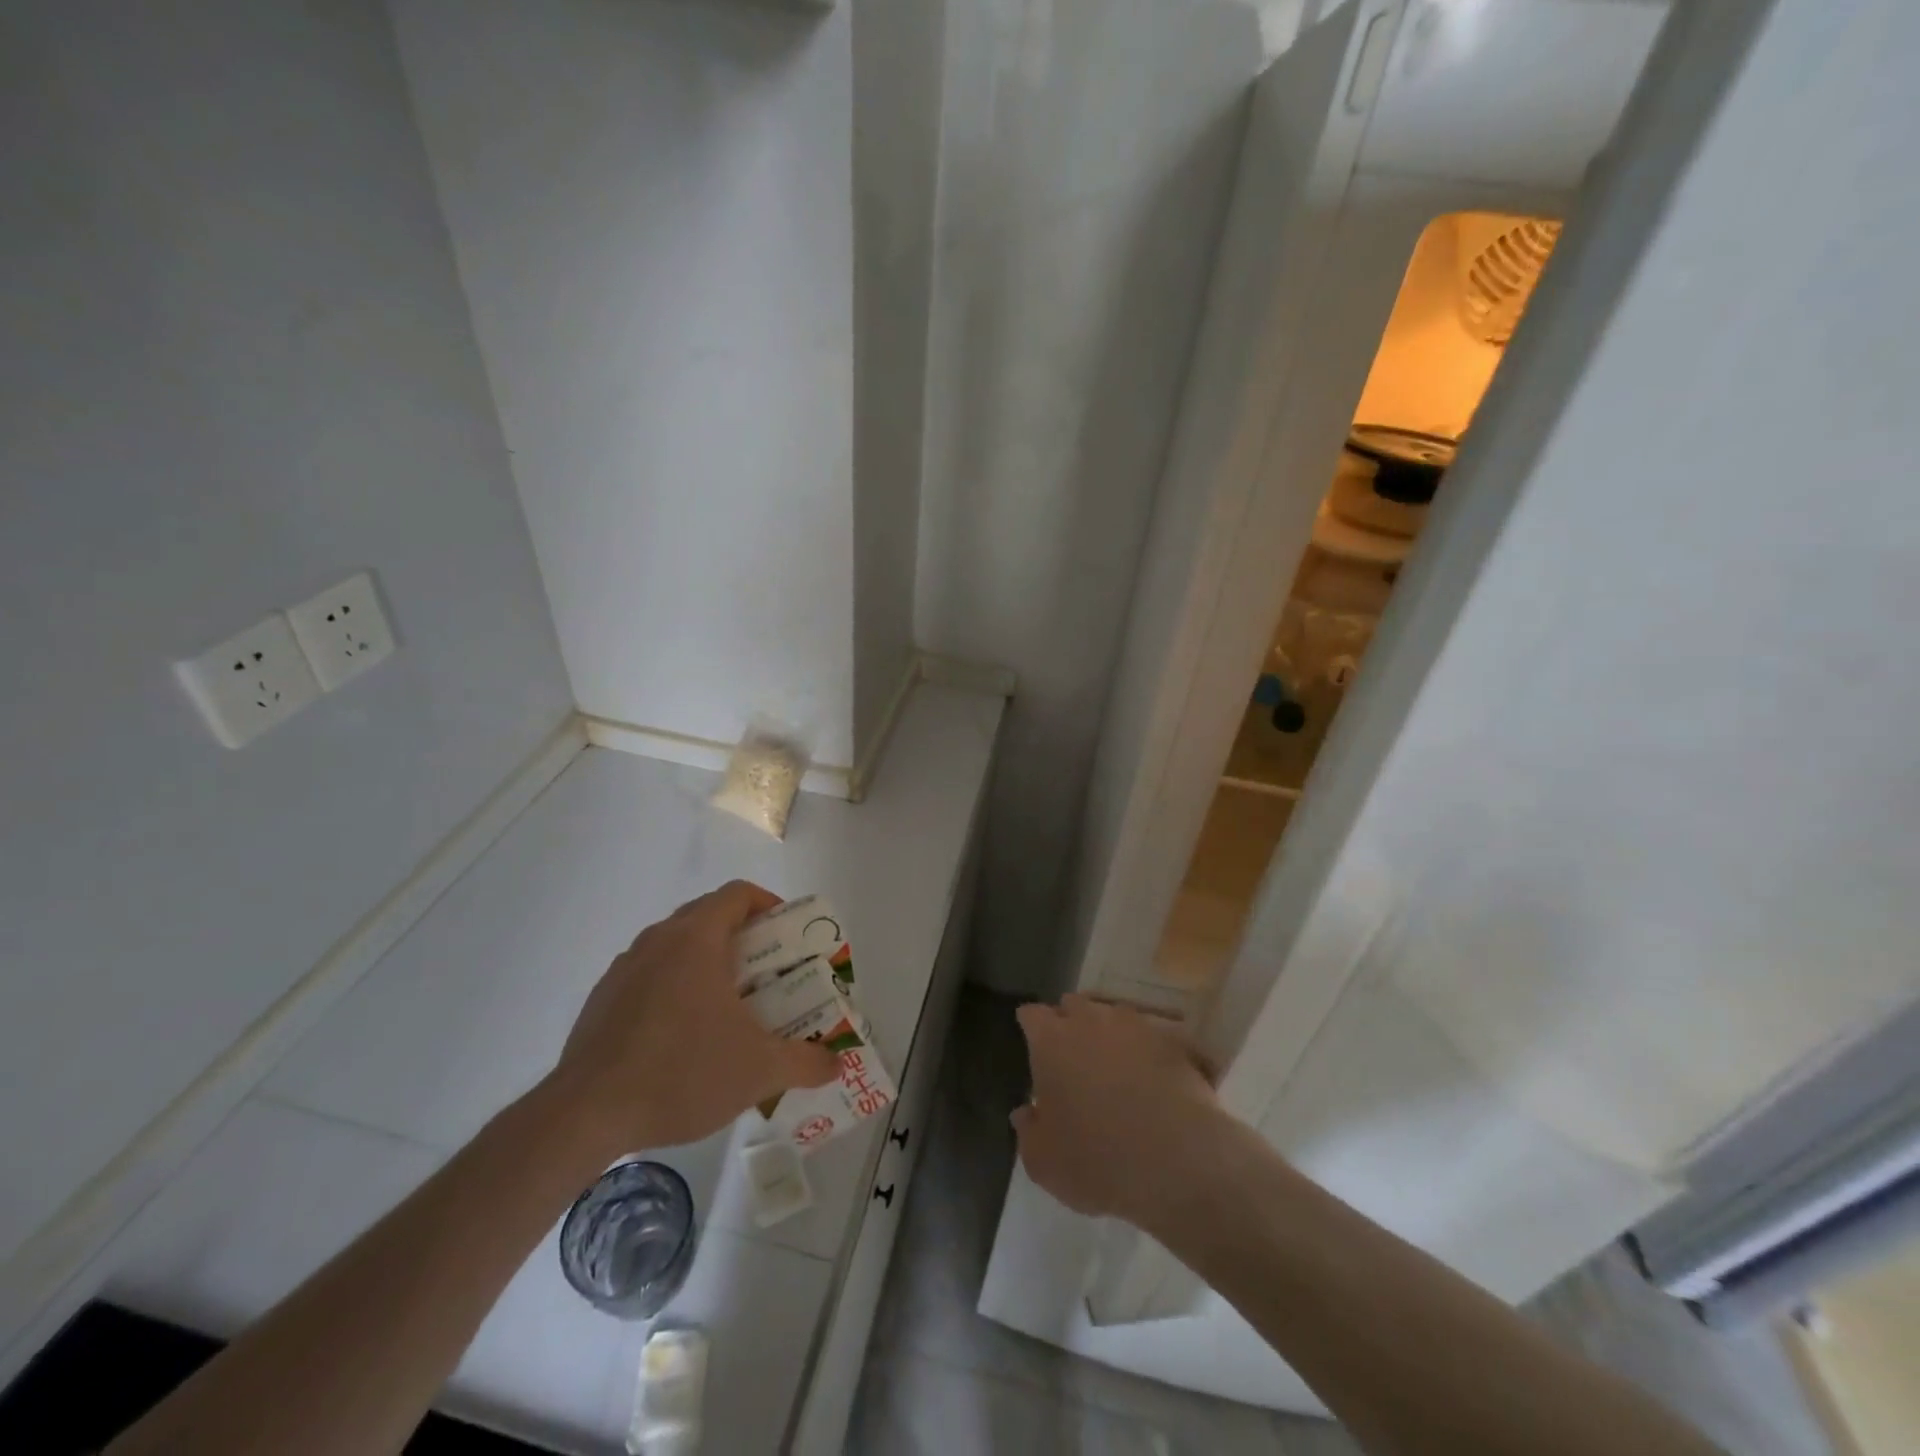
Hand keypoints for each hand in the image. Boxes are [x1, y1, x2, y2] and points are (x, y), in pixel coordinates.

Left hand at [548, 880, 838, 1153]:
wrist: (585, 1114)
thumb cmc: (681, 1072)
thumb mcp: (758, 1071)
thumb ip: (806, 1062)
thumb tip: (838, 1063)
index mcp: (696, 939)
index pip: (738, 894)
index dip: (769, 904)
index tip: (788, 934)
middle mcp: (658, 940)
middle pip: (708, 915)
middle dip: (743, 935)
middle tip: (767, 971)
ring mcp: (625, 967)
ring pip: (676, 944)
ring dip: (706, 960)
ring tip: (728, 1003)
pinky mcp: (602, 998)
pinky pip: (649, 974)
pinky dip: (674, 986)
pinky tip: (682, 1034)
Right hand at [1012, 995, 1223, 1230]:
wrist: (1179, 1163)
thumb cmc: (1097, 1159)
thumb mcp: (1044, 1161)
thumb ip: (1028, 1131)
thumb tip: (1025, 1112)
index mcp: (1051, 1041)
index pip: (1032, 1015)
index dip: (1031, 1027)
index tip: (1032, 1043)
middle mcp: (1091, 1020)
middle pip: (1073, 1005)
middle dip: (1069, 1022)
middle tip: (1072, 1055)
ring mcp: (1136, 1026)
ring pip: (1114, 1014)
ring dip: (1109, 1032)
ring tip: (1114, 1064)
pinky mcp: (1173, 1042)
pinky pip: (1151, 1036)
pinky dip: (1147, 1050)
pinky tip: (1151, 1077)